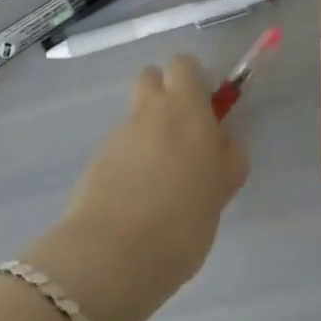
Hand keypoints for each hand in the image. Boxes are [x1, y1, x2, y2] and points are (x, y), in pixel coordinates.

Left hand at [25, 55, 249, 320]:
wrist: (112, 255)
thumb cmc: (182, 222)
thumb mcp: (220, 192)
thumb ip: (224, 160)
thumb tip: (221, 140)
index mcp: (186, 109)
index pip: (184, 65)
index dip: (193, 81)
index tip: (205, 110)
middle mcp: (149, 111)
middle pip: (151, 77)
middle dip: (164, 94)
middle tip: (181, 133)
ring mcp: (118, 134)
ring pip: (135, 114)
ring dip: (147, 130)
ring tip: (160, 177)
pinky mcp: (95, 159)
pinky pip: (119, 145)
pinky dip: (129, 158)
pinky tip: (137, 196)